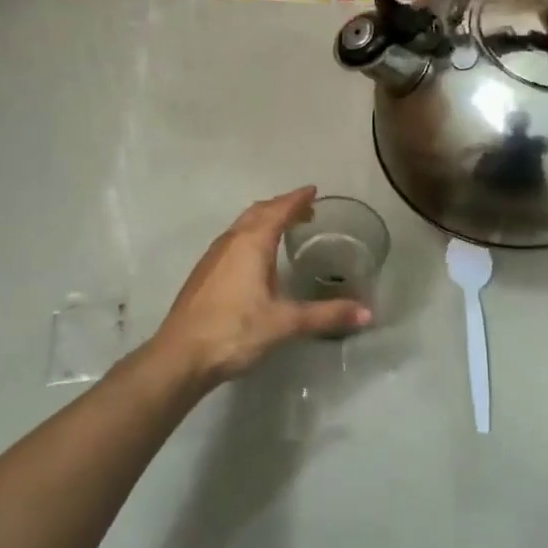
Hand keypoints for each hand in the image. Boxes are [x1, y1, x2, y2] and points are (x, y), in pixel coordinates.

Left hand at [150, 187, 370, 384]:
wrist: (180, 356)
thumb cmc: (234, 331)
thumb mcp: (285, 323)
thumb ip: (326, 315)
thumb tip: (367, 313)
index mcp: (252, 243)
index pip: (278, 210)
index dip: (297, 199)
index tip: (313, 191)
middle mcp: (231, 241)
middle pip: (258, 212)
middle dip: (282, 206)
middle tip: (305, 210)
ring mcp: (213, 256)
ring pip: (242, 225)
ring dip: (264, 220)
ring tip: (284, 229)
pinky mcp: (204, 273)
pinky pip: (233, 240)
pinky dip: (251, 236)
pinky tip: (256, 259)